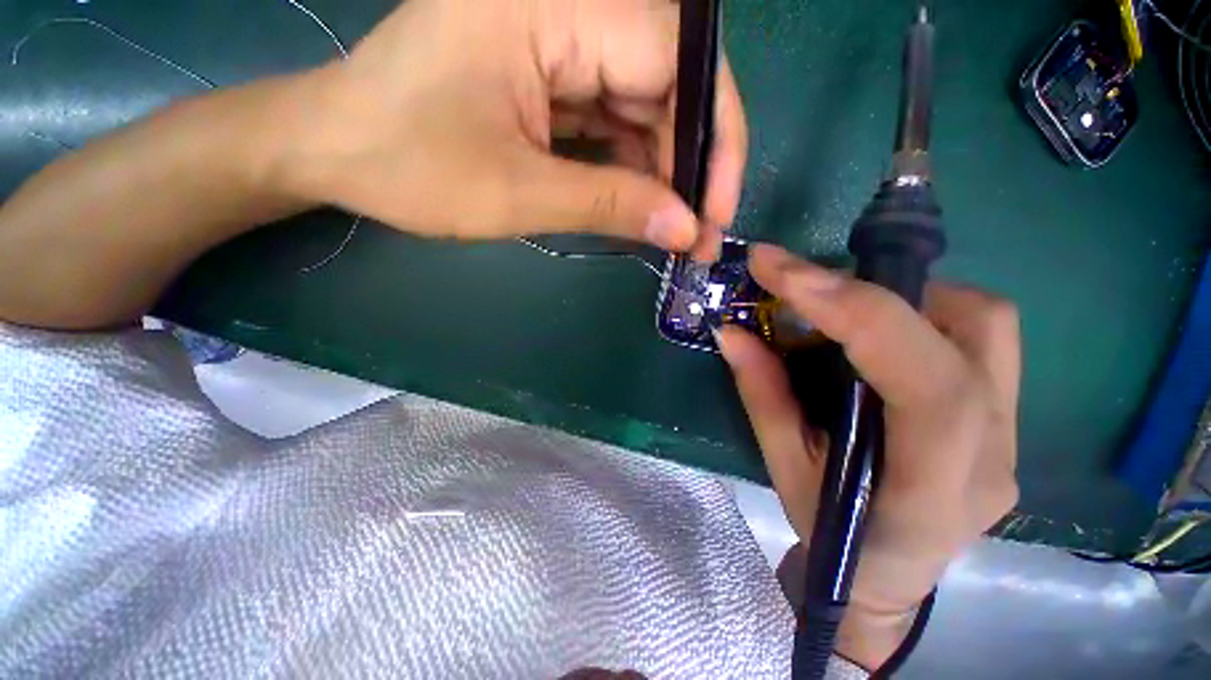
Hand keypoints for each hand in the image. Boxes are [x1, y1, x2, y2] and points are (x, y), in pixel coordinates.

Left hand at [281, 0, 746, 257]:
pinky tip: (640, 204)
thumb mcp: (519, 194)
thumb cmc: (410, 167)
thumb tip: (686, 229)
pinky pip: (613, 117)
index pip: (674, 56)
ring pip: (644, 102)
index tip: (717, 209)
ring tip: (675, 227)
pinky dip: (633, 164)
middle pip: (666, 79)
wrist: (337, 151)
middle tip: (700, 230)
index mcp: (549, 4)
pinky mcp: (547, 75)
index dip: (712, 135)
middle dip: (691, 161)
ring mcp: (555, 39)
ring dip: (664, 170)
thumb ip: (611, 204)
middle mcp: (563, 4)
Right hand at [715, 245, 1019, 669]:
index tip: (782, 272)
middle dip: (879, 291)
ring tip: (844, 306)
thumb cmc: (834, 539)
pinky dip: (924, 313)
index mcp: (934, 488)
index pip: (923, 382)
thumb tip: (731, 332)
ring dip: (908, 296)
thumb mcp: (785, 470)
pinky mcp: (1008, 418)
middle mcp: (993, 453)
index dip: (852, 311)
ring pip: (989, 324)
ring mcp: (1014, 434)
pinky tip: (878, 330)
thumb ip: (762, 395)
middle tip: (808, 286)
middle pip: (975, 329)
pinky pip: (982, 339)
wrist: (889, 580)